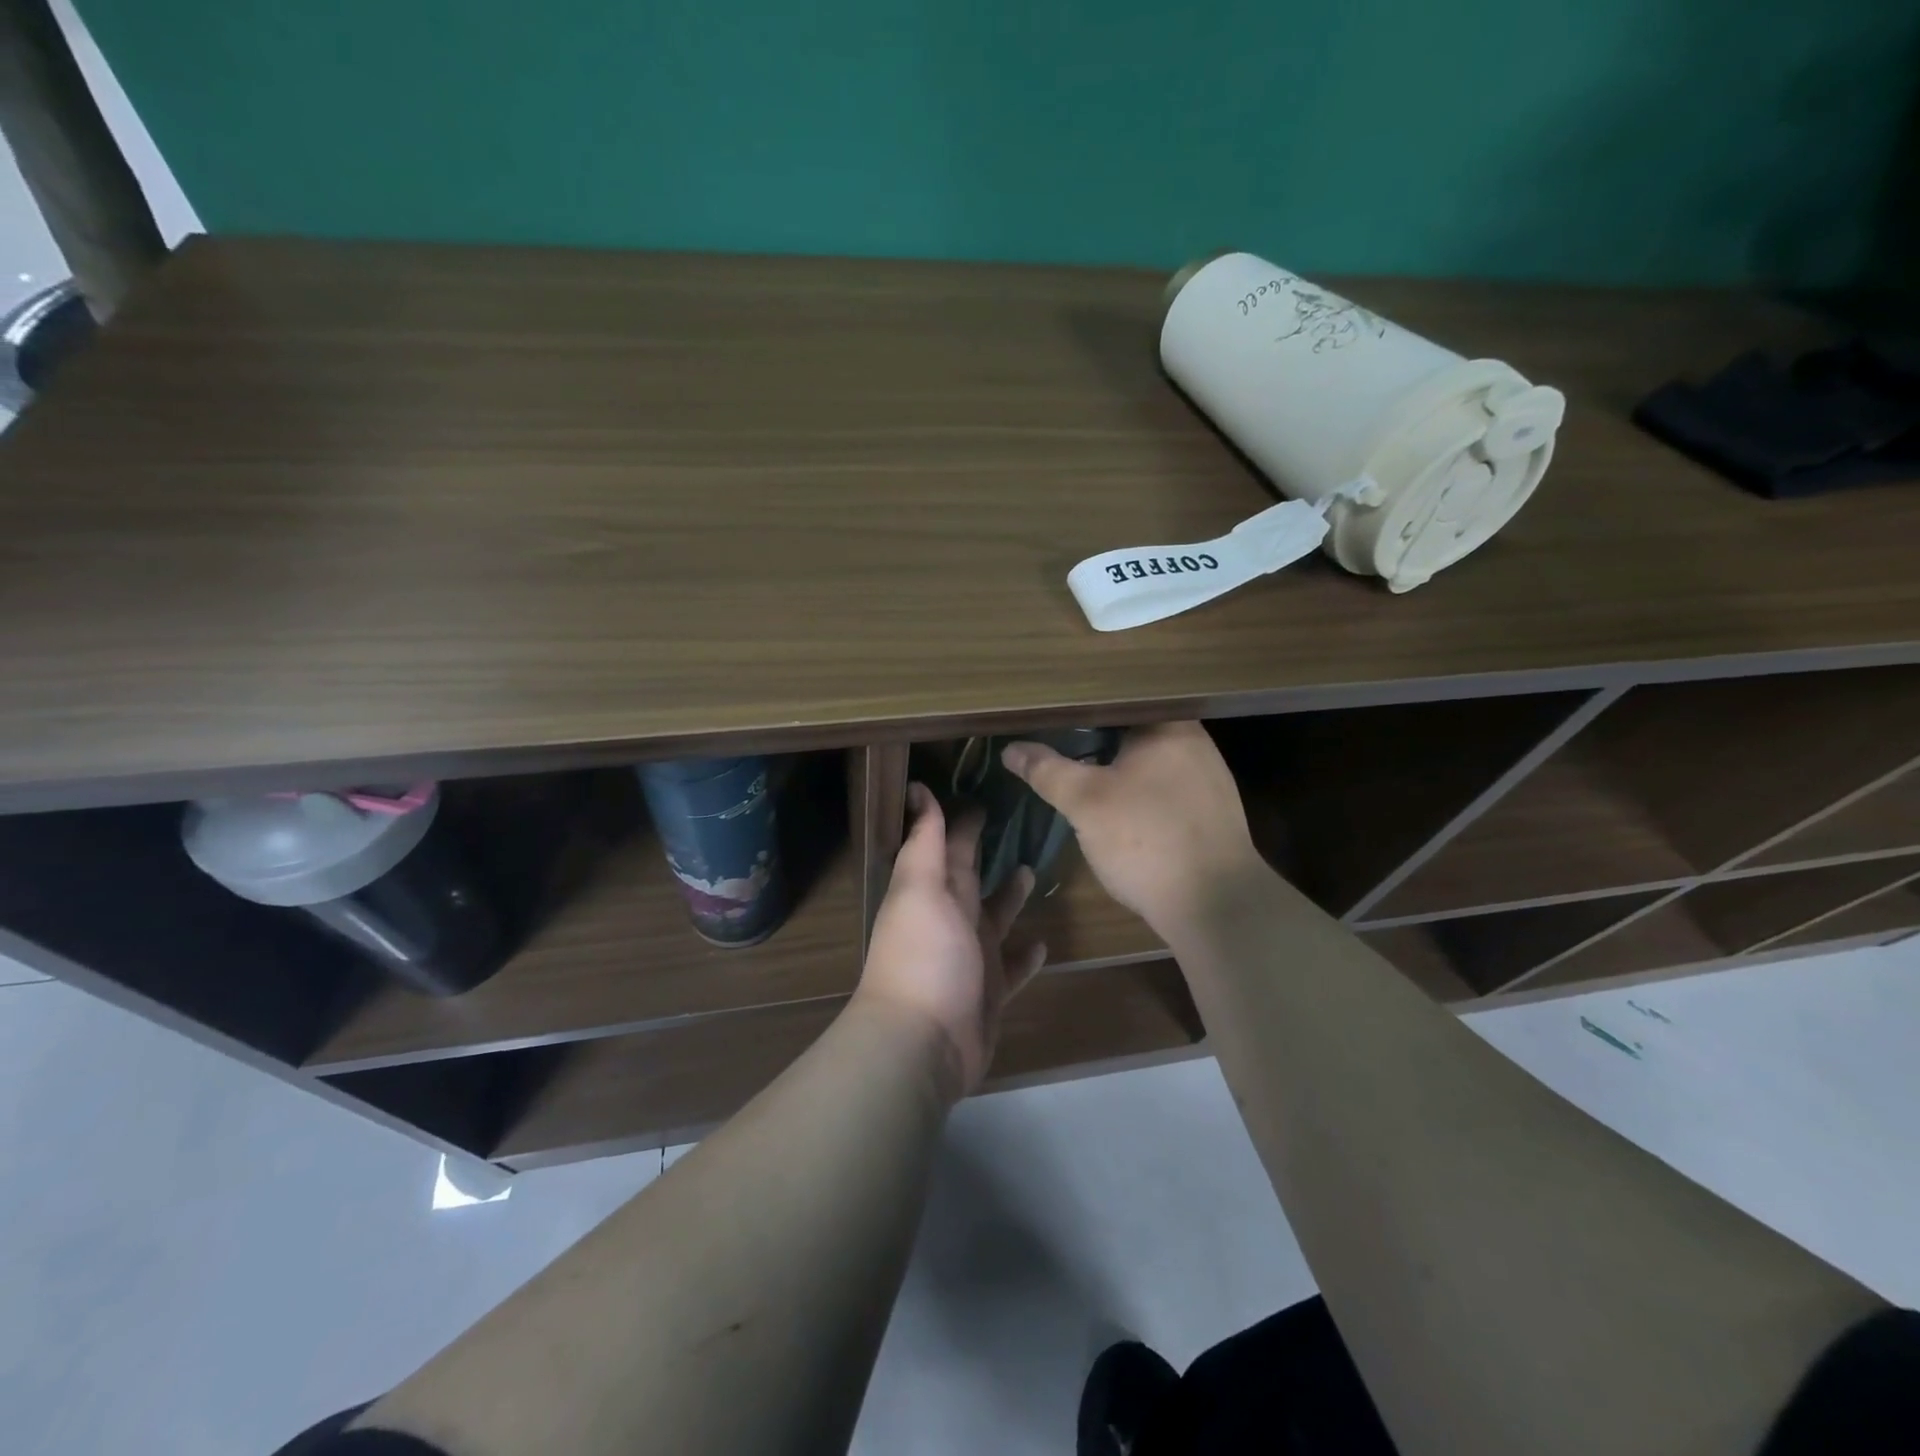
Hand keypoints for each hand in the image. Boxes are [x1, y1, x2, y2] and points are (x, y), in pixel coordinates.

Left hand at [855, 783, 1046, 1099]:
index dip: (963, 819)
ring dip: (1009, 895)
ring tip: (1033, 870)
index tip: (985, 791)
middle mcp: (951, 918)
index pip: (950, 844)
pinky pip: (1012, 967)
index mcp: (933, 890)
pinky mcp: (991, 991)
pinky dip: (1025, 955)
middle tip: (1019, 823)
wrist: (922, 1042)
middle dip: (986, 851)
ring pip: (995, 917)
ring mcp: (971, 956)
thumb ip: (925, 840)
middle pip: (972, 876)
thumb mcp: (921, 888)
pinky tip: (1044, 942)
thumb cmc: (924, 955)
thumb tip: (918, 788)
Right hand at [1002, 721, 1265, 936]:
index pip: (1117, 702)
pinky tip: (1120, 812)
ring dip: (1119, 769)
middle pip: (1133, 731)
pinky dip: (1139, 794)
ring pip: (1150, 763)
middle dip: (1097, 740)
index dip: (1081, 707)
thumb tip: (1011, 748)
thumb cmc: (1147, 839)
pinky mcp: (1211, 815)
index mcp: (1169, 726)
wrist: (1216, 906)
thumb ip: (1047, 771)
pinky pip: (1165, 790)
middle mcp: (1195, 744)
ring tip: (1081, 774)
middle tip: (1057, 746)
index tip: (1049, 716)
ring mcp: (1208, 781)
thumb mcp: (1085, 803)